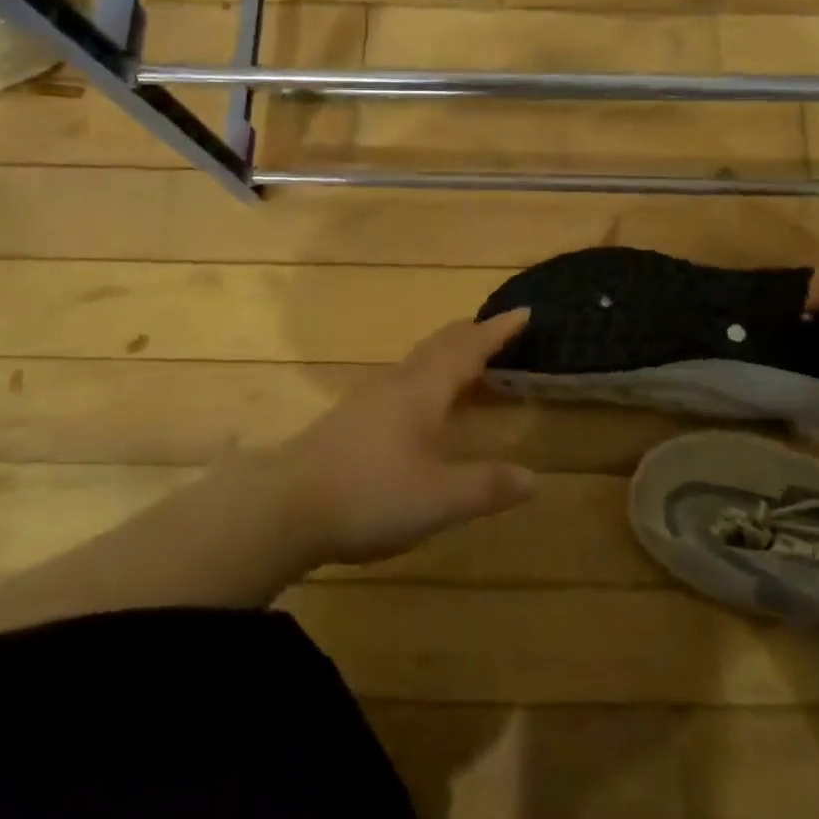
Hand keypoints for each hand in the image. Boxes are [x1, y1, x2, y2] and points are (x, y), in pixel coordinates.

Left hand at [279, 309, 538, 564]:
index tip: (524, 311)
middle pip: (440, 346)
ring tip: (466, 361)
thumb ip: (487, 486)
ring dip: (447, 354)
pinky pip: (401, 382)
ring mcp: (368, 400)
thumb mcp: (440, 499)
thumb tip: (535, 479)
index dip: (498, 331)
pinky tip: (420, 403)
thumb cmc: (370, 493)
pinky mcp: (349, 420)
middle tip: (497, 328)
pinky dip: (426, 377)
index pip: (469, 349)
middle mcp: (397, 384)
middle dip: (471, 334)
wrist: (282, 507)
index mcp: (423, 390)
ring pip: (417, 362)